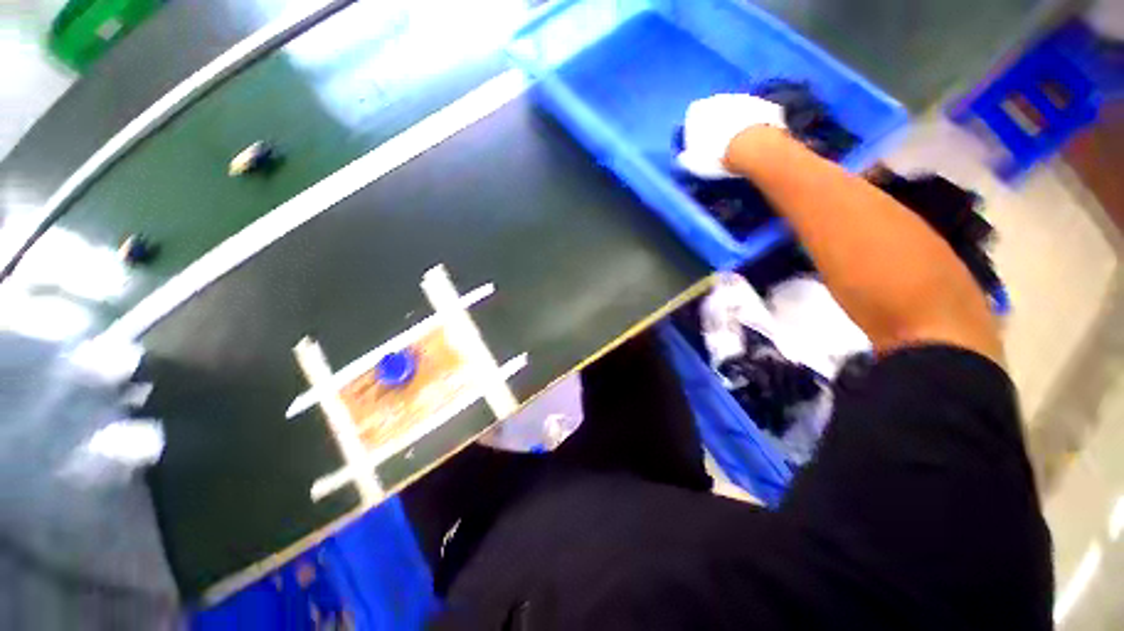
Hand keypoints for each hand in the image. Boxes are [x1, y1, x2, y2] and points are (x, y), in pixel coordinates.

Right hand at [676, 94, 786, 179]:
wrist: (755, 147)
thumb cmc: (718, 156)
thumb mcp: (694, 164)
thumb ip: (686, 158)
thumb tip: (683, 157)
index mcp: (698, 111)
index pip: (692, 115)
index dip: (696, 128)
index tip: (699, 143)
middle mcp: (719, 98)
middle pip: (715, 108)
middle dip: (716, 121)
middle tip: (719, 143)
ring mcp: (744, 97)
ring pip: (735, 108)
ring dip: (736, 120)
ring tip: (738, 142)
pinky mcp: (765, 103)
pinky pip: (756, 113)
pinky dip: (754, 122)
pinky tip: (755, 139)